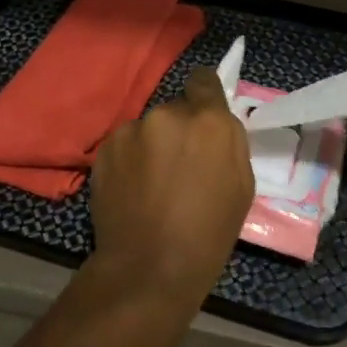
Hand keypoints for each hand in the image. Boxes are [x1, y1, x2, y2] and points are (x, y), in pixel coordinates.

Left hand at [88, 67, 255, 308]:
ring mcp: (131, 130)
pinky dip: (129, 160)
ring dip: (152, 145)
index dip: (204, 95)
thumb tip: (214, 124)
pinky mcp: (104, 150)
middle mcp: (167, 114)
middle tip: (180, 165)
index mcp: (208, 121)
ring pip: (148, 128)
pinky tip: (132, 189)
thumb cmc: (209, 232)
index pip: (204, 80)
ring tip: (152, 183)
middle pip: (176, 110)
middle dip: (179, 130)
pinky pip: (124, 145)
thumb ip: (228, 142)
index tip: (203, 117)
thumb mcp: (242, 184)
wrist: (149, 266)